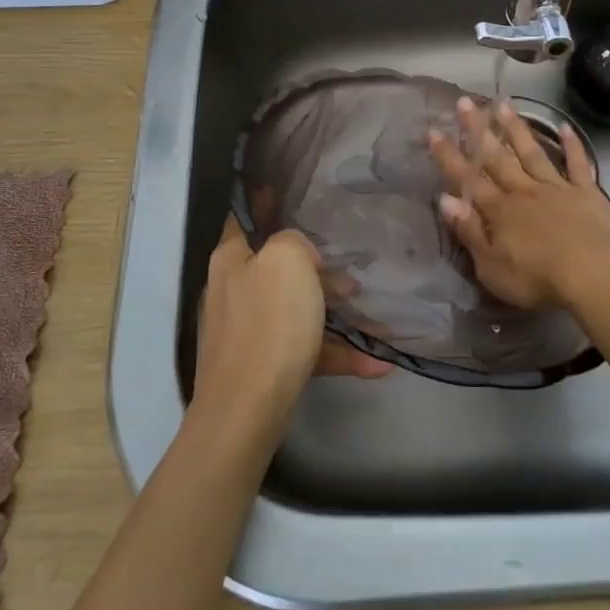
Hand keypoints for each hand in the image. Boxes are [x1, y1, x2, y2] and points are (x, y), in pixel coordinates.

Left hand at [192, 217, 390, 429]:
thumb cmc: (268, 323)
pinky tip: (377, 365)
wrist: (247, 410)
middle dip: (318, 270)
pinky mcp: (264, 366)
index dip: (268, 204)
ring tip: (374, 317)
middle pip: (279, 268)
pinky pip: (306, 350)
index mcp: (232, 259)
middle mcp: (234, 290)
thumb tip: (300, 257)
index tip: (299, 199)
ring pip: (297, 310)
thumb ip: (294, 241)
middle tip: (353, 271)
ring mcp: (248, 331)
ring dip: (334, 313)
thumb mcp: (286, 260)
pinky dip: (337, 354)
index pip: (246, 218)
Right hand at [427, 97, 609, 310]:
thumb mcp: (491, 266)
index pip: (468, 179)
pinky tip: (565, 127)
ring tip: (503, 104)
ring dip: (516, 129)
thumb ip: (469, 231)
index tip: (433, 131)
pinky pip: (577, 164)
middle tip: (464, 102)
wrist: (593, 274)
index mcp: (498, 210)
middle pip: (497, 157)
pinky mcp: (586, 192)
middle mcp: (523, 191)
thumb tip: (445, 199)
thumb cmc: (537, 278)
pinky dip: (572, 145)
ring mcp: (556, 188)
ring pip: (531, 153)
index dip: (449, 156)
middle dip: (478, 130)